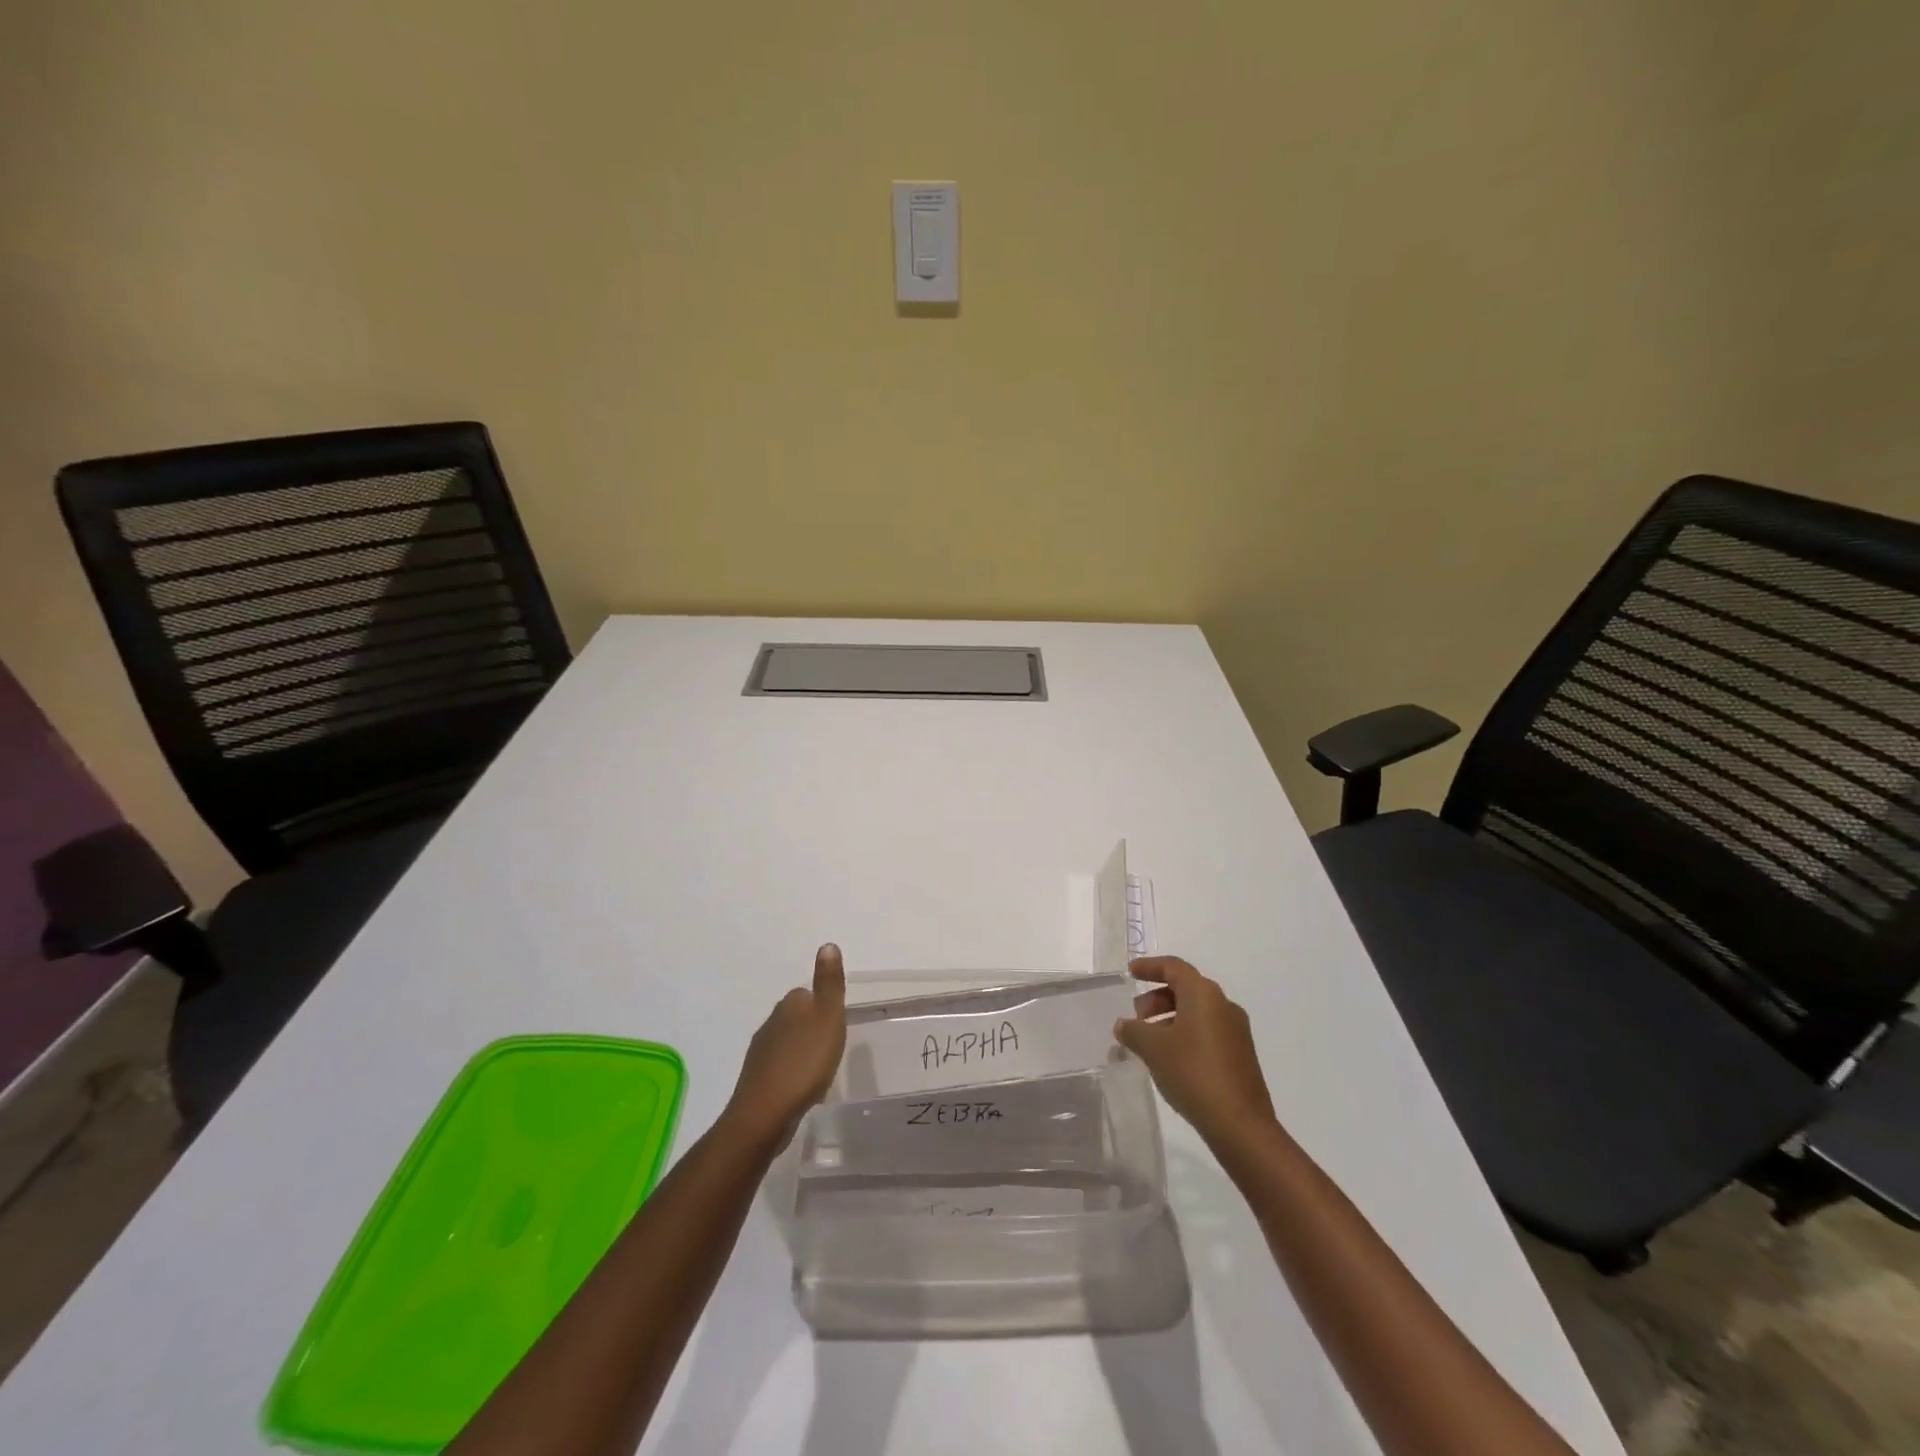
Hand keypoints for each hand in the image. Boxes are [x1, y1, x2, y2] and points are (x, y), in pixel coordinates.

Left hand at [722, 943, 846, 1150]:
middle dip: (813, 1028)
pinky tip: (804, 1088)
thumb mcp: (828, 1017)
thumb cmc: (805, 1062)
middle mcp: (771, 1022)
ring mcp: (760, 1052)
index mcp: (789, 1004)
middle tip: (833, 1045)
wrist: (765, 1114)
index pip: (807, 994)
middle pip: (796, 1017)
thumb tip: (827, 944)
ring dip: (802, 1051)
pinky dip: (793, 1072)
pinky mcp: (757, 1079)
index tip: (836, 1023)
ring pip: (787, 1042)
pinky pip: (781, 1067)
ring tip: (821, 1068)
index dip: (823, 1006)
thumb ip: (829, 983)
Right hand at [1115, 956, 1276, 1146]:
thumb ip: (1134, 1031)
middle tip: (1136, 1018)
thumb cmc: (1193, 1073)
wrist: (1241, 1125)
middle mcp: (1223, 1005)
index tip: (1130, 973)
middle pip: (1185, 989)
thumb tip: (1124, 1025)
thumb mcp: (1153, 1049)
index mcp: (1204, 994)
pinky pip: (1206, 1032)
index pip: (1174, 967)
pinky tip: (1169, 1059)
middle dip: (1156, 998)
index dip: (1149, 967)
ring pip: (1196, 1012)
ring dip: (1169, 1019)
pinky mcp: (1240, 1055)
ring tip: (1148, 1042)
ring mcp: (1235, 1031)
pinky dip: (1184, 1034)